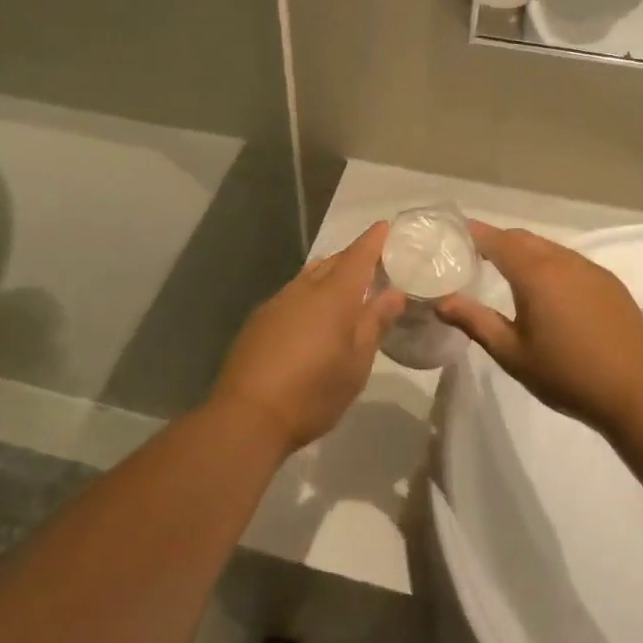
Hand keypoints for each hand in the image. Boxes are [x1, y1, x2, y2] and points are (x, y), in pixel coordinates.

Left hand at [208, 223, 407, 455]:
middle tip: (374, 263)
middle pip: (333, 262)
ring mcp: (278, 302)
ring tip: (345, 287)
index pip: (358, 255)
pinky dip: (309, 293)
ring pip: (309, 276)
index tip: (385, 227)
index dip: (373, 240)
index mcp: (334, 295)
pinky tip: (312, 315)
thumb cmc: (313, 392)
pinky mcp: (260, 319)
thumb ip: (375, 323)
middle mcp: (304, 289)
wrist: (248, 415)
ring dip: (329, 274)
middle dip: (353, 257)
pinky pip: (292, 293)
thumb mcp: (356, 364)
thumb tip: (394, 292)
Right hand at [435, 222, 642, 432]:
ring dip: (525, 252)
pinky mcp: (609, 282)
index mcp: (535, 273)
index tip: (454, 233)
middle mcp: (562, 261)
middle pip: (523, 238)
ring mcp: (590, 269)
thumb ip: (475, 322)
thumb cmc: (566, 374)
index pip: (497, 240)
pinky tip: (548, 291)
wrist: (636, 391)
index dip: (474, 233)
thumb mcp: (511, 353)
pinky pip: (570, 261)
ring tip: (507, 272)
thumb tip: (441, 302)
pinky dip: (550, 264)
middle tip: (474, 255)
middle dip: (497, 241)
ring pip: (548, 248)